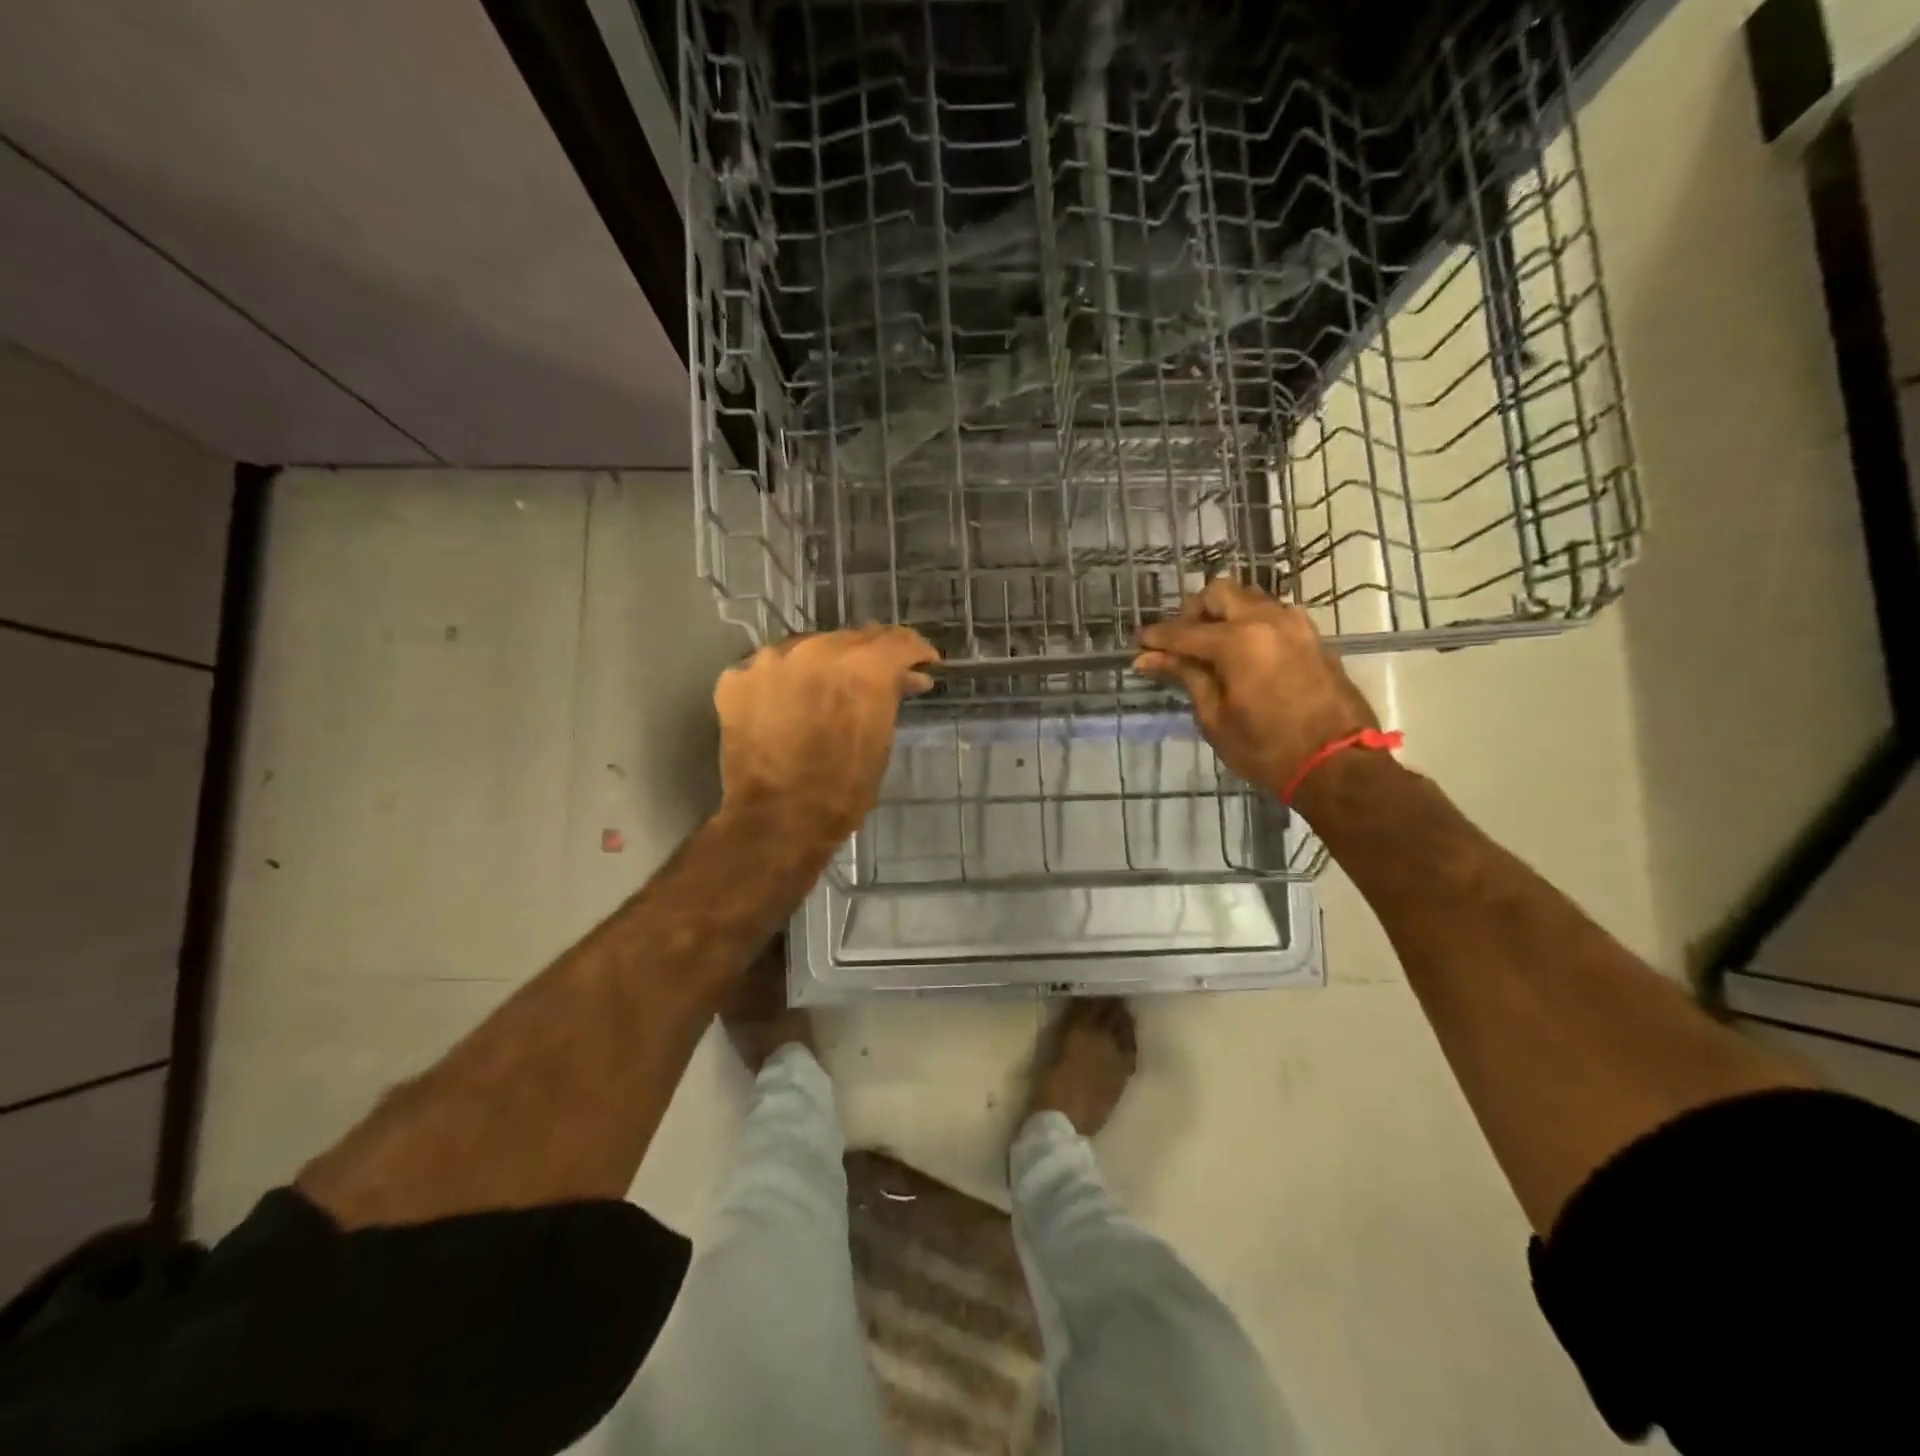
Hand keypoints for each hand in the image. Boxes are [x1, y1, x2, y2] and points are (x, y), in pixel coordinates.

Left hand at [715, 625, 938, 840]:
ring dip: (822, 667)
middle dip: (868, 658)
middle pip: (852, 640)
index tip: (922, 665)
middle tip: (874, 681)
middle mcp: (817, 649)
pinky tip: (785, 706)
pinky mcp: (737, 678)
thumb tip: (903, 678)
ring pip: (808, 648)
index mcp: (863, 666)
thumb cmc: (842, 790)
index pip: (899, 641)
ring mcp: (771, 660)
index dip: (916, 652)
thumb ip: (889, 696)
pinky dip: (782, 682)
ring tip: (824, 694)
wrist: (776, 821)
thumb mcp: (880, 740)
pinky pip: (769, 669)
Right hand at [1134, 579, 1379, 795]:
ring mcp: (1295, 625)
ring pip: (1249, 598)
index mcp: (1238, 641)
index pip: (1184, 631)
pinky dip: (1250, 623)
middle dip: (1193, 612)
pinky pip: (1272, 615)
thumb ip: (1186, 677)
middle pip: (1219, 593)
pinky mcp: (1312, 637)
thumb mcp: (1215, 717)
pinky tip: (1242, 653)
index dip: (1157, 638)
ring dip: (1224, 614)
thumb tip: (1149, 658)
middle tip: (1180, 643)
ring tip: (1210, 648)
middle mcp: (1267, 620)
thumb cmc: (1267, 749)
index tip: (1138, 645)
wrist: (1338, 765)